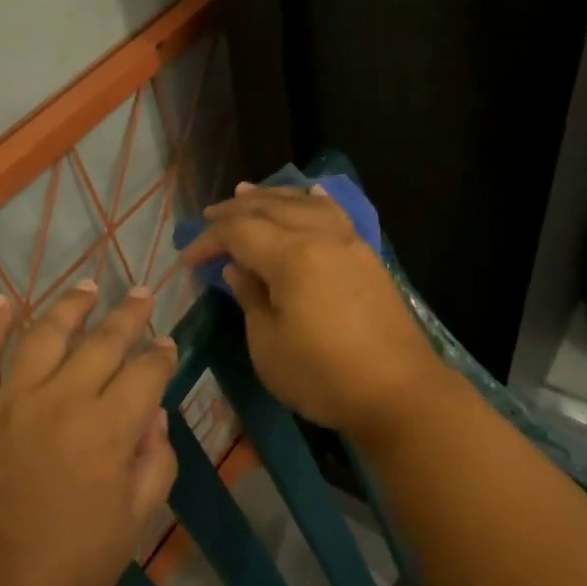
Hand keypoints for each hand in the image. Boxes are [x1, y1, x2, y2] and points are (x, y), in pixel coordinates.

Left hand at [0, 281, 177, 585]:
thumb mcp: (132, 526)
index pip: (145, 374)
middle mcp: (61, 401)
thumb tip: (156, 416)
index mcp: (108, 430)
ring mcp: (9, 402)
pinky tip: (5, 303)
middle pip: (102, 342)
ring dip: (69, 306)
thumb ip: (154, 464)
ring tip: (87, 286)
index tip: (167, 345)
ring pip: (44, 335)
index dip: (161, 355)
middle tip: (141, 295)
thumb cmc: (66, 573)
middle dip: (128, 315)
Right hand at [179, 184, 445, 441]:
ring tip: (248, 193)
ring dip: (272, 197)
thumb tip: (237, 269)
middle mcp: (321, 237)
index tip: (187, 260)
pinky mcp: (367, 257)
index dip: (209, 241)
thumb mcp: (268, 345)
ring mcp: (349, 244)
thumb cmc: (324, 375)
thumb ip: (250, 298)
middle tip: (209, 215)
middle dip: (235, 211)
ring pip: (304, 205)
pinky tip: (309, 198)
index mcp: (292, 256)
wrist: (399, 392)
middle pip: (271, 209)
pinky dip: (313, 202)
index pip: (239, 232)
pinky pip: (334, 214)